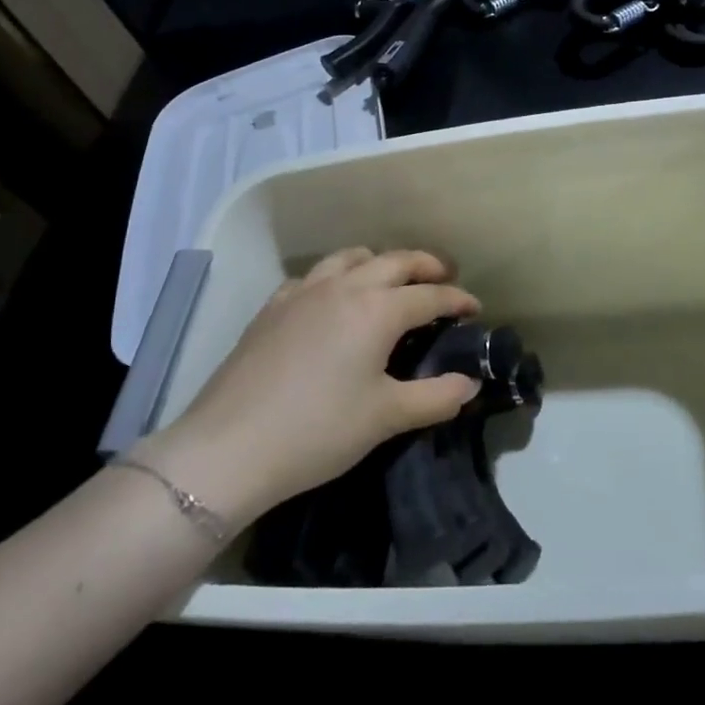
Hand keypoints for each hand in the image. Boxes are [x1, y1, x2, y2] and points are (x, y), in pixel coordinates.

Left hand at [137, 249, 481, 525]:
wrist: (229, 447)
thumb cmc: (318, 431)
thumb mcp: (386, 417)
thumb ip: (435, 397)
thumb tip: (469, 385)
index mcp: (377, 310)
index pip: (429, 295)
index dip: (457, 299)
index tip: (475, 308)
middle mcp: (343, 287)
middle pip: (394, 261)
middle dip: (425, 265)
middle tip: (444, 277)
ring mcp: (303, 292)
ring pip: (349, 257)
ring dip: (378, 262)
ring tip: (390, 279)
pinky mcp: (272, 307)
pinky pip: (313, 276)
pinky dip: (335, 277)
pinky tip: (331, 300)